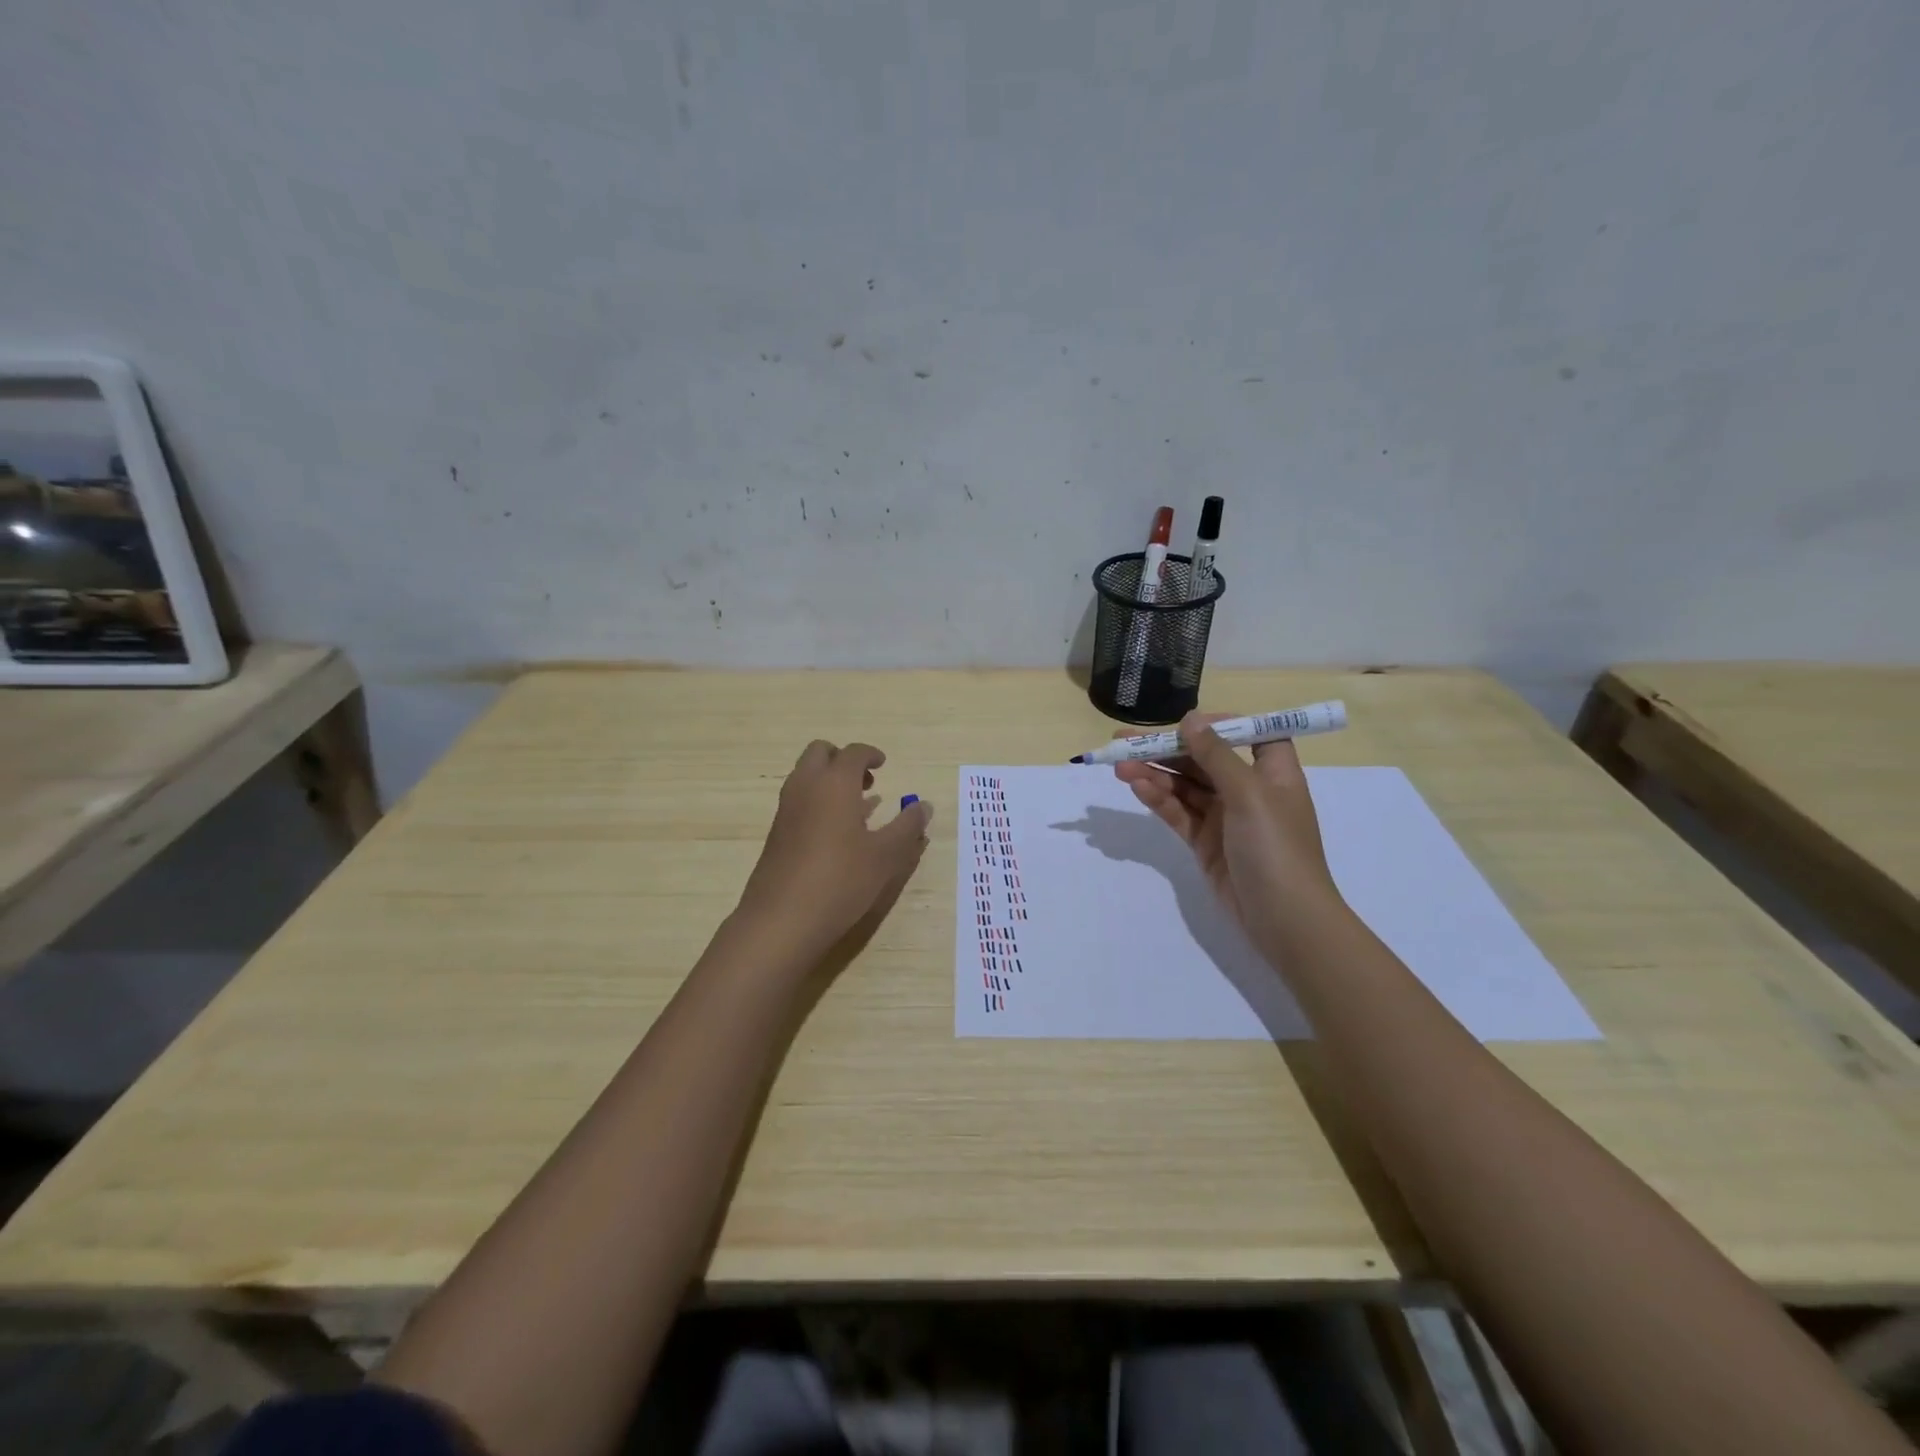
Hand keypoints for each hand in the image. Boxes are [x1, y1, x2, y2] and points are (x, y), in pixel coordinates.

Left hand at [735, 739, 933, 962]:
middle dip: (843, 759)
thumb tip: (924, 806)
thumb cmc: (840, 880)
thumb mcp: (885, 856)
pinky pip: (799, 800)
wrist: (781, 920)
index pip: (852, 752)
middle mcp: (805, 787)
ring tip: (858, 806)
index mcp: (834, 783)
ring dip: (829, 780)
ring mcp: (786, 810)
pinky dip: (818, 801)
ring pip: (805, 776)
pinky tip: (837, 832)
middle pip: (819, 753)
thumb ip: (907, 826)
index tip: (883, 764)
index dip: (870, 754)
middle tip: (866, 780)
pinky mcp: (777, 833)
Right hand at [1113, 711, 1339, 940]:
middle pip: (1205, 760)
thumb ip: (1216, 755)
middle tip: (1124, 742)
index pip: (1252, 735)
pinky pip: (1179, 813)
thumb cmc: (1275, 846)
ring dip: (1155, 774)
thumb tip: (1191, 719)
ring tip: (1119, 767)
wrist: (1284, 918)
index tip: (1189, 723)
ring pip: (1185, 787)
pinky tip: (1136, 787)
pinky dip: (1158, 800)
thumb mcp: (1249, 793)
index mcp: (1273, 772)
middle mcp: (1249, 790)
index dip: (1223, 725)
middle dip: (1168, 749)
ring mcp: (1226, 818)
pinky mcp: (1206, 842)